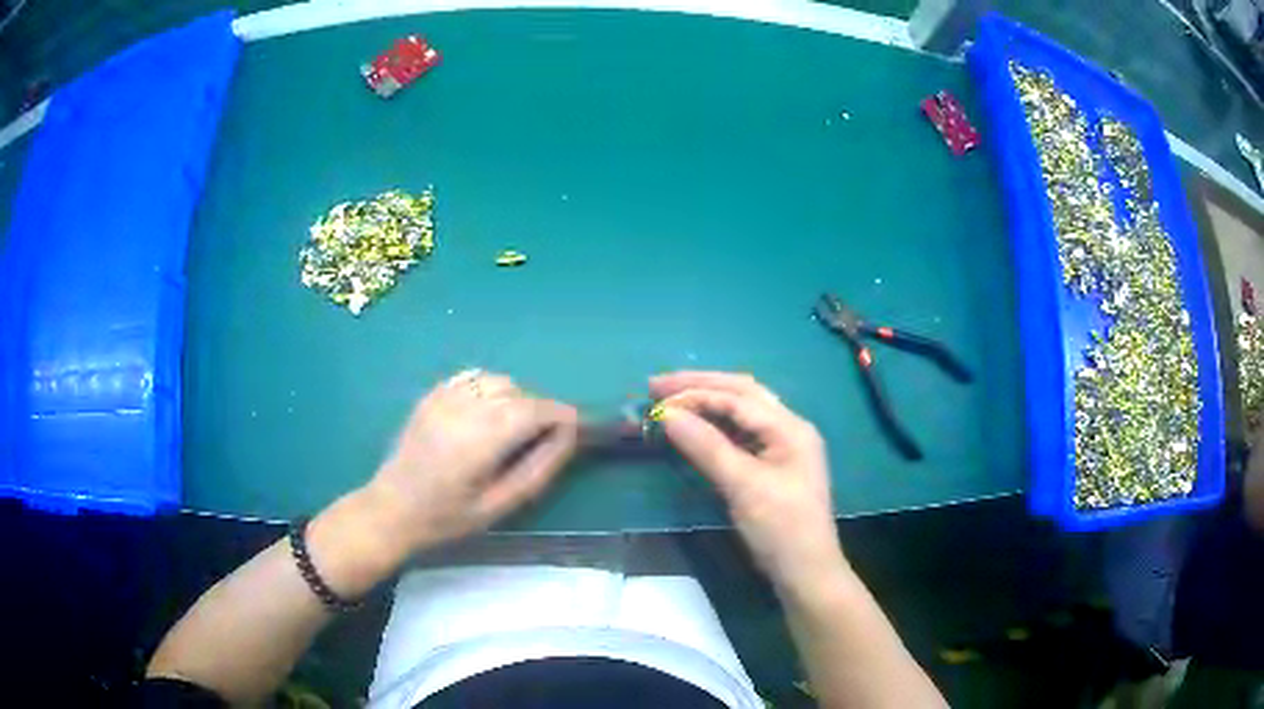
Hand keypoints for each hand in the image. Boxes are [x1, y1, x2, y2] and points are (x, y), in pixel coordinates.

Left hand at [364, 369, 578, 553]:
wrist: (393, 508)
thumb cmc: (448, 517)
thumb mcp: (500, 505)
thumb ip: (538, 468)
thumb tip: (569, 435)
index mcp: (479, 440)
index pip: (533, 410)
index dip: (560, 415)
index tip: (576, 428)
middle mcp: (462, 409)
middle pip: (518, 392)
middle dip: (540, 409)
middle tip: (544, 437)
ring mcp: (443, 398)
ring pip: (497, 380)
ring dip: (516, 397)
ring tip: (514, 427)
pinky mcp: (432, 395)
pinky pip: (472, 376)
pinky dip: (490, 387)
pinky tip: (488, 411)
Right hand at [650, 371, 843, 588]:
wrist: (805, 571)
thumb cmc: (780, 527)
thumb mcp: (743, 486)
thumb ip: (706, 446)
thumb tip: (667, 414)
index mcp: (790, 427)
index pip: (737, 398)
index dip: (695, 394)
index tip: (655, 397)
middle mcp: (789, 427)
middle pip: (742, 393)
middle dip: (700, 386)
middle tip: (657, 385)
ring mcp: (783, 446)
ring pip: (742, 411)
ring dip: (708, 401)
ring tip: (671, 399)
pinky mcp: (773, 464)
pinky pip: (742, 433)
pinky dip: (716, 425)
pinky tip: (696, 425)